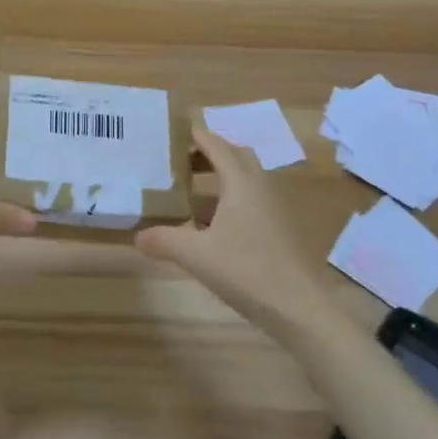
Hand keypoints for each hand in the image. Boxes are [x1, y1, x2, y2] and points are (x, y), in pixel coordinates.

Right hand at [135, 126, 332, 340]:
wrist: (299, 307)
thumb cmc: (246, 270)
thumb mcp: (196, 255)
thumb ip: (164, 240)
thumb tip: (138, 236)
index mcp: (241, 182)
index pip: (216, 145)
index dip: (196, 136)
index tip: (173, 132)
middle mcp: (260, 186)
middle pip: (235, 156)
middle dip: (209, 154)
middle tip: (180, 162)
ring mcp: (274, 207)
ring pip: (246, 179)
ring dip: (221, 179)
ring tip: (190, 193)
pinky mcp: (280, 228)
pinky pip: (252, 200)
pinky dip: (231, 201)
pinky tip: (212, 226)